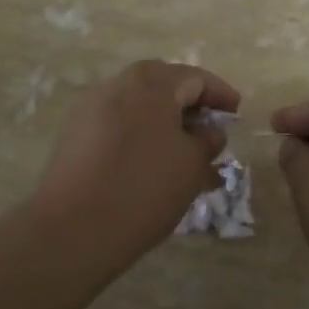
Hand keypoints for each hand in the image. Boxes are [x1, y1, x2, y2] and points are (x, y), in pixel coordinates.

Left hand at [34, 60, 240, 268]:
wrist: (72, 230)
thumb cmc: (144, 187)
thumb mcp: (192, 164)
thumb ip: (207, 140)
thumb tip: (209, 131)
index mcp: (151, 81)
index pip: (196, 78)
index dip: (221, 95)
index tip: (237, 113)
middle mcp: (119, 84)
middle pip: (164, 88)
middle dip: (191, 108)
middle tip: (211, 132)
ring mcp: (91, 108)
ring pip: (140, 108)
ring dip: (165, 125)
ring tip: (185, 156)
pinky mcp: (74, 136)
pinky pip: (119, 126)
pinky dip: (141, 138)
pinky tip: (153, 167)